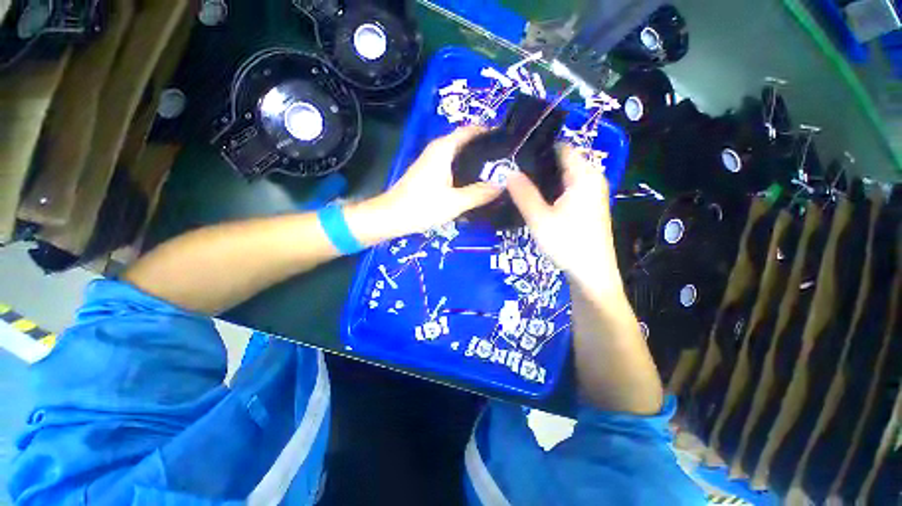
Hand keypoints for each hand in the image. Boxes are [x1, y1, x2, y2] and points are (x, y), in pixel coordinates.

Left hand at [378, 127, 500, 234]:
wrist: (391, 217)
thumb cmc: (422, 206)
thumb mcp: (455, 202)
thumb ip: (480, 193)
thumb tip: (503, 184)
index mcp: (444, 149)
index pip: (471, 130)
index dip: (490, 132)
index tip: (509, 142)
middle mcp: (438, 150)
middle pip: (466, 142)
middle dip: (486, 149)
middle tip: (506, 162)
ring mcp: (432, 162)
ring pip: (460, 155)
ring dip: (476, 161)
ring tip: (497, 172)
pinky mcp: (430, 173)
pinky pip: (453, 166)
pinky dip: (466, 170)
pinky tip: (476, 183)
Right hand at [507, 145, 621, 294]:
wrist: (591, 273)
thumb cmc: (567, 244)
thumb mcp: (540, 219)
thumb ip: (523, 193)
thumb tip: (507, 171)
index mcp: (584, 175)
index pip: (561, 147)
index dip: (538, 147)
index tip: (515, 152)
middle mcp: (591, 178)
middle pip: (562, 161)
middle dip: (537, 164)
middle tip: (511, 169)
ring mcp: (591, 192)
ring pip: (563, 176)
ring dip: (543, 178)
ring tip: (518, 181)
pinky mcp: (587, 205)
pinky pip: (567, 188)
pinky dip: (551, 189)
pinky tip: (534, 197)